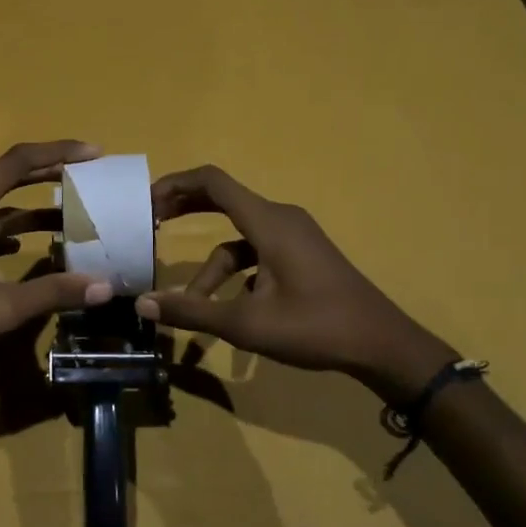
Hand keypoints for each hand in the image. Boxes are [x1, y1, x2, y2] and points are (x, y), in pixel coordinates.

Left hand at [0, 141, 113, 382]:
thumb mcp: (1, 307)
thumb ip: (52, 292)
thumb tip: (103, 287)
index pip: (17, 163)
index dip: (57, 152)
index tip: (93, 153)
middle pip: (7, 178)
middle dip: (48, 174)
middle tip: (88, 177)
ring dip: (31, 210)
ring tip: (70, 216)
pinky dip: (9, 232)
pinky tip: (27, 249)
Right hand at [136, 165, 453, 399]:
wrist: (382, 345)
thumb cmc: (314, 327)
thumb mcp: (246, 323)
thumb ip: (192, 312)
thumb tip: (143, 305)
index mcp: (268, 222)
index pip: (213, 182)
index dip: (175, 185)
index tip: (145, 201)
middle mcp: (281, 219)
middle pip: (223, 200)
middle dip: (185, 210)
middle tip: (151, 223)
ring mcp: (295, 237)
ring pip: (239, 239)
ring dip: (211, 267)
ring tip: (191, 303)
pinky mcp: (303, 255)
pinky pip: (257, 253)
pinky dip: (237, 274)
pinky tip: (230, 307)